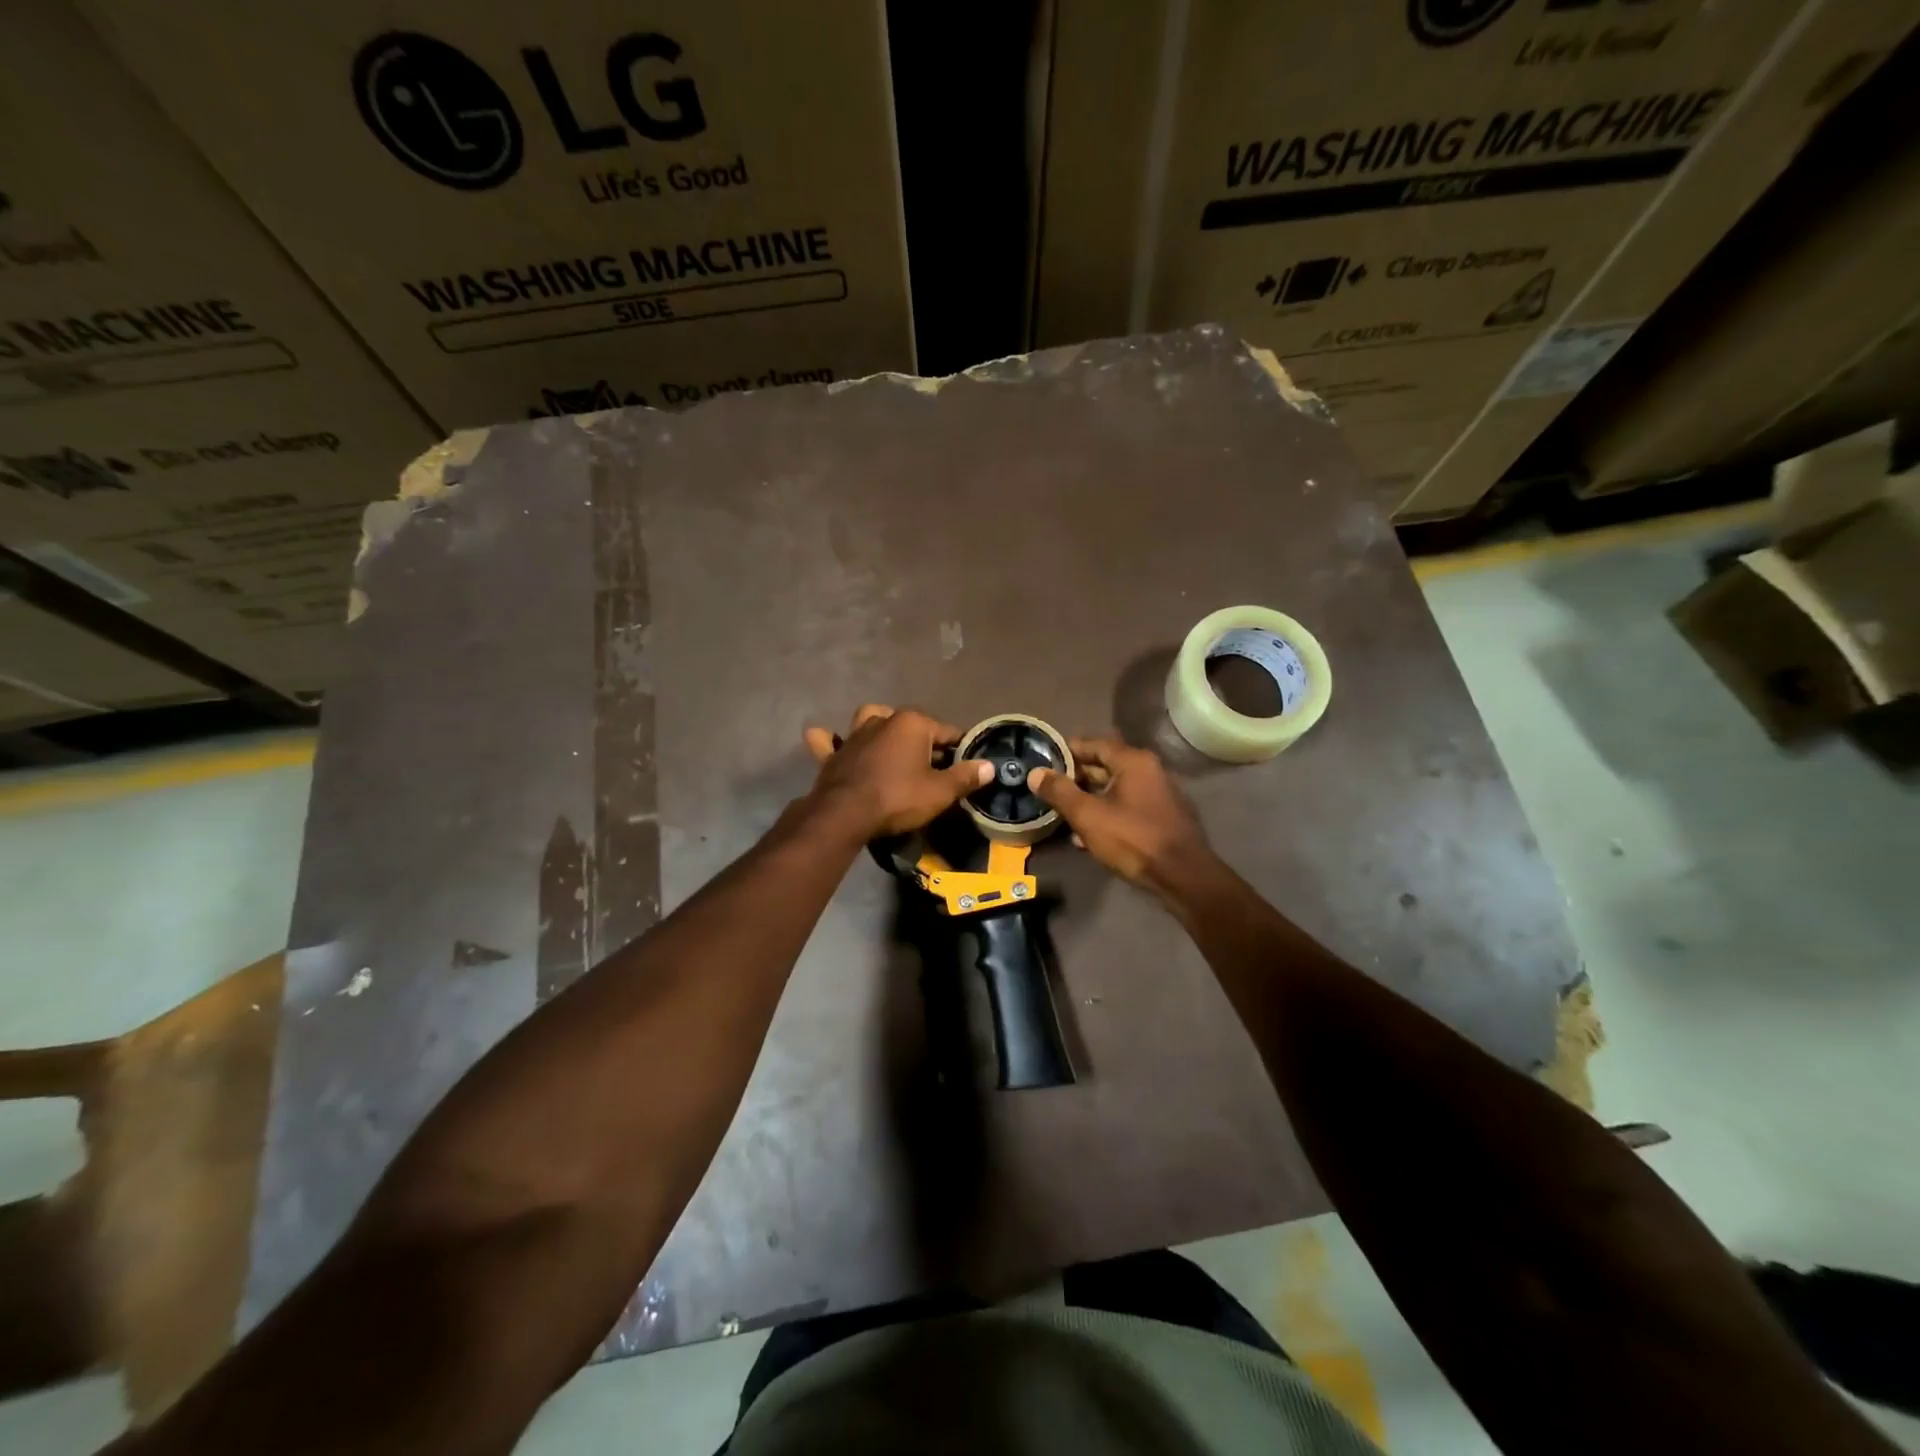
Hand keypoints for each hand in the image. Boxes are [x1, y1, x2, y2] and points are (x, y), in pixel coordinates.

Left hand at [803, 705, 994, 839]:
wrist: (845, 813)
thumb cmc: (898, 798)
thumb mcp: (940, 792)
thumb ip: (965, 776)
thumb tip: (990, 766)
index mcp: (913, 722)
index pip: (949, 732)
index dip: (961, 750)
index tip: (967, 767)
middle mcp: (884, 719)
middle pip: (913, 726)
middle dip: (925, 741)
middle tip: (934, 768)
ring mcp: (855, 733)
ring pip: (871, 720)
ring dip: (882, 728)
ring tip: (891, 746)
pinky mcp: (833, 752)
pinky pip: (830, 740)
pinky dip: (831, 740)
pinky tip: (833, 742)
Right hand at [1027, 738, 1211, 893]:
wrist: (1183, 877)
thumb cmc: (1133, 840)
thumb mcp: (1088, 816)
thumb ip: (1060, 792)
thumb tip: (1035, 773)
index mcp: (1133, 761)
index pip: (1093, 744)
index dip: (1067, 751)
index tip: (1044, 762)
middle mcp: (1149, 770)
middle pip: (1105, 766)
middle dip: (1076, 778)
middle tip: (1049, 790)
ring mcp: (1158, 794)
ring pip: (1115, 789)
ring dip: (1089, 799)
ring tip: (1062, 814)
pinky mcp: (1161, 817)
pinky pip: (1127, 807)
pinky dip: (1106, 813)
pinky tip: (1087, 835)